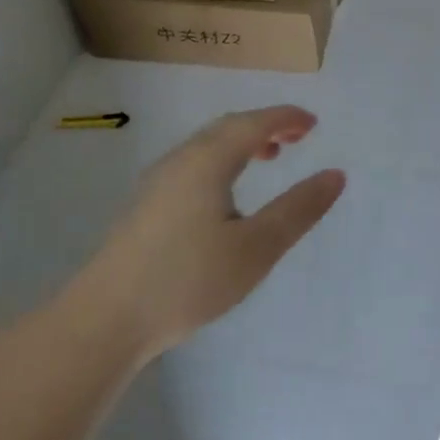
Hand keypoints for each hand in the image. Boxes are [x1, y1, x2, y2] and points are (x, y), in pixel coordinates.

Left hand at [68, 106, 345, 359]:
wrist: (103, 321)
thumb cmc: (187, 280)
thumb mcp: (256, 247)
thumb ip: (298, 209)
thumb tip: (336, 175)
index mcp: (208, 161)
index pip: (254, 123)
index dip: (286, 118)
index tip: (313, 123)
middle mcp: (180, 161)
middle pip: (227, 128)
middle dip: (265, 125)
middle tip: (296, 137)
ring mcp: (157, 183)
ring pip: (207, 146)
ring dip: (242, 142)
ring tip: (268, 157)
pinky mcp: (144, 207)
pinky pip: (193, 164)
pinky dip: (222, 160)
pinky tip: (226, 193)